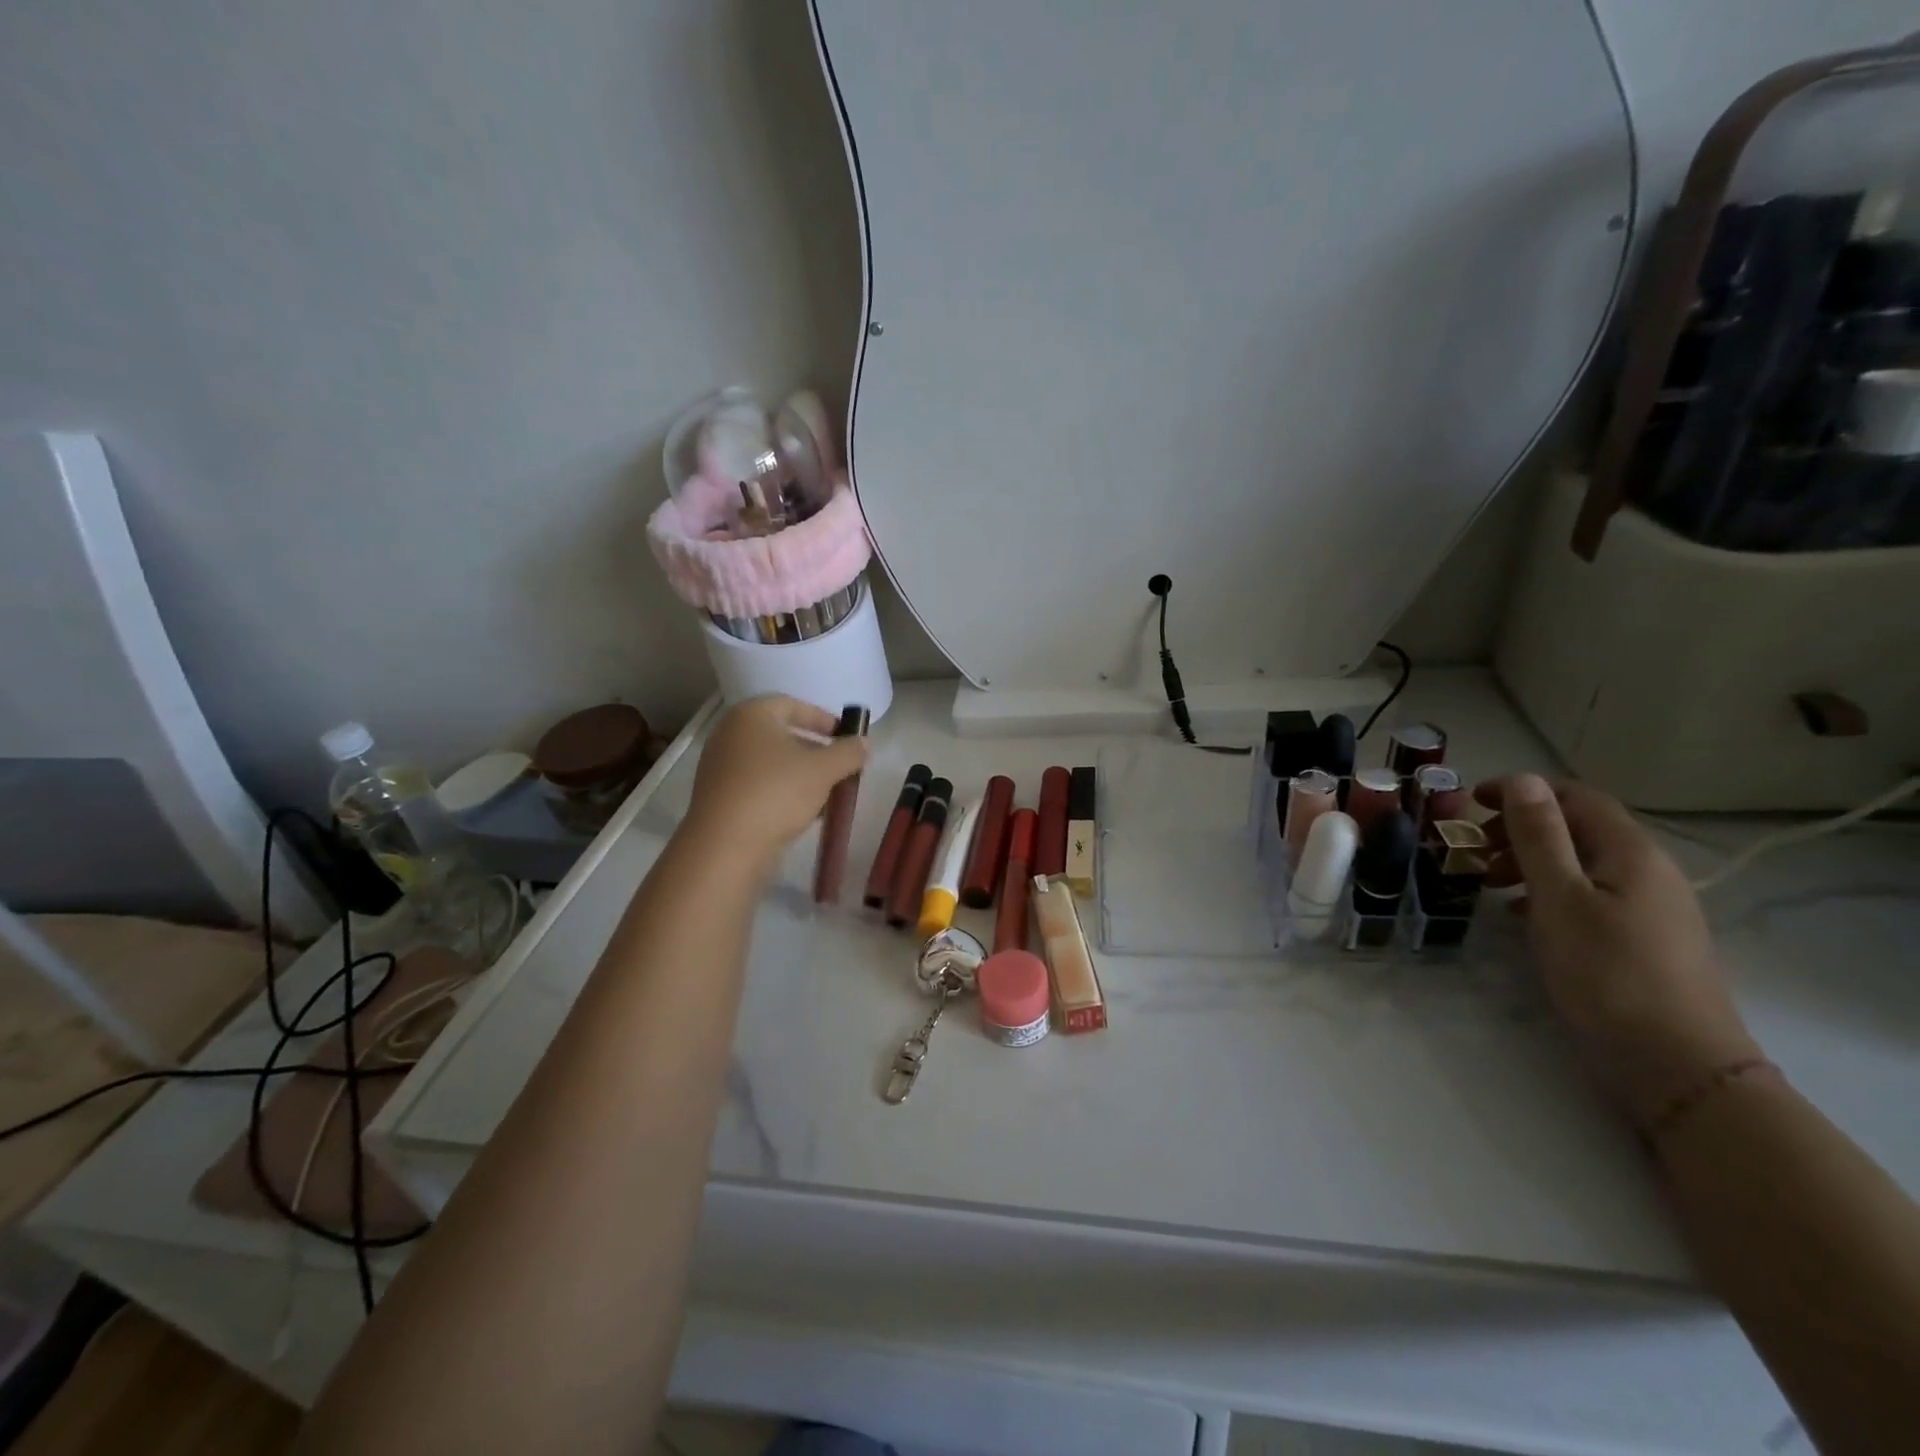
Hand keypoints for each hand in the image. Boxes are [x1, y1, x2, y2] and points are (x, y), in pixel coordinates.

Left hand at [682, 696, 869, 873]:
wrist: (725, 846)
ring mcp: (720, 766)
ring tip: (827, 794)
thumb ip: (848, 752)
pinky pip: (758, 784)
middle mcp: (730, 734)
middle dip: (815, 750)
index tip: (846, 737)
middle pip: (781, 734)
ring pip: (771, 762)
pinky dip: (782, 791)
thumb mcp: (823, 770)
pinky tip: (803, 812)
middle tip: (840, 767)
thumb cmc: (776, 793)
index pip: (793, 705)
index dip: (823, 719)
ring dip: (801, 774)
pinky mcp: (719, 796)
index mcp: (751, 715)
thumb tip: (864, 743)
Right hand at [1477, 773, 1759, 1126]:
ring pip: (1581, 863)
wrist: (1677, 1065)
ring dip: (1530, 862)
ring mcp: (1652, 907)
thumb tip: (1522, 780)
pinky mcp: (1644, 940)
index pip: (1575, 796)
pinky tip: (1522, 916)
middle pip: (1579, 828)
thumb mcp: (1559, 898)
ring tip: (1489, 885)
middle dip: (1520, 829)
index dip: (1522, 791)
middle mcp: (1648, 871)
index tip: (1470, 805)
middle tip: (1474, 852)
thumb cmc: (1608, 973)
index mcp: (1631, 852)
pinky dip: (1549, 892)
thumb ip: (1539, 837)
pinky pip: (1589, 895)